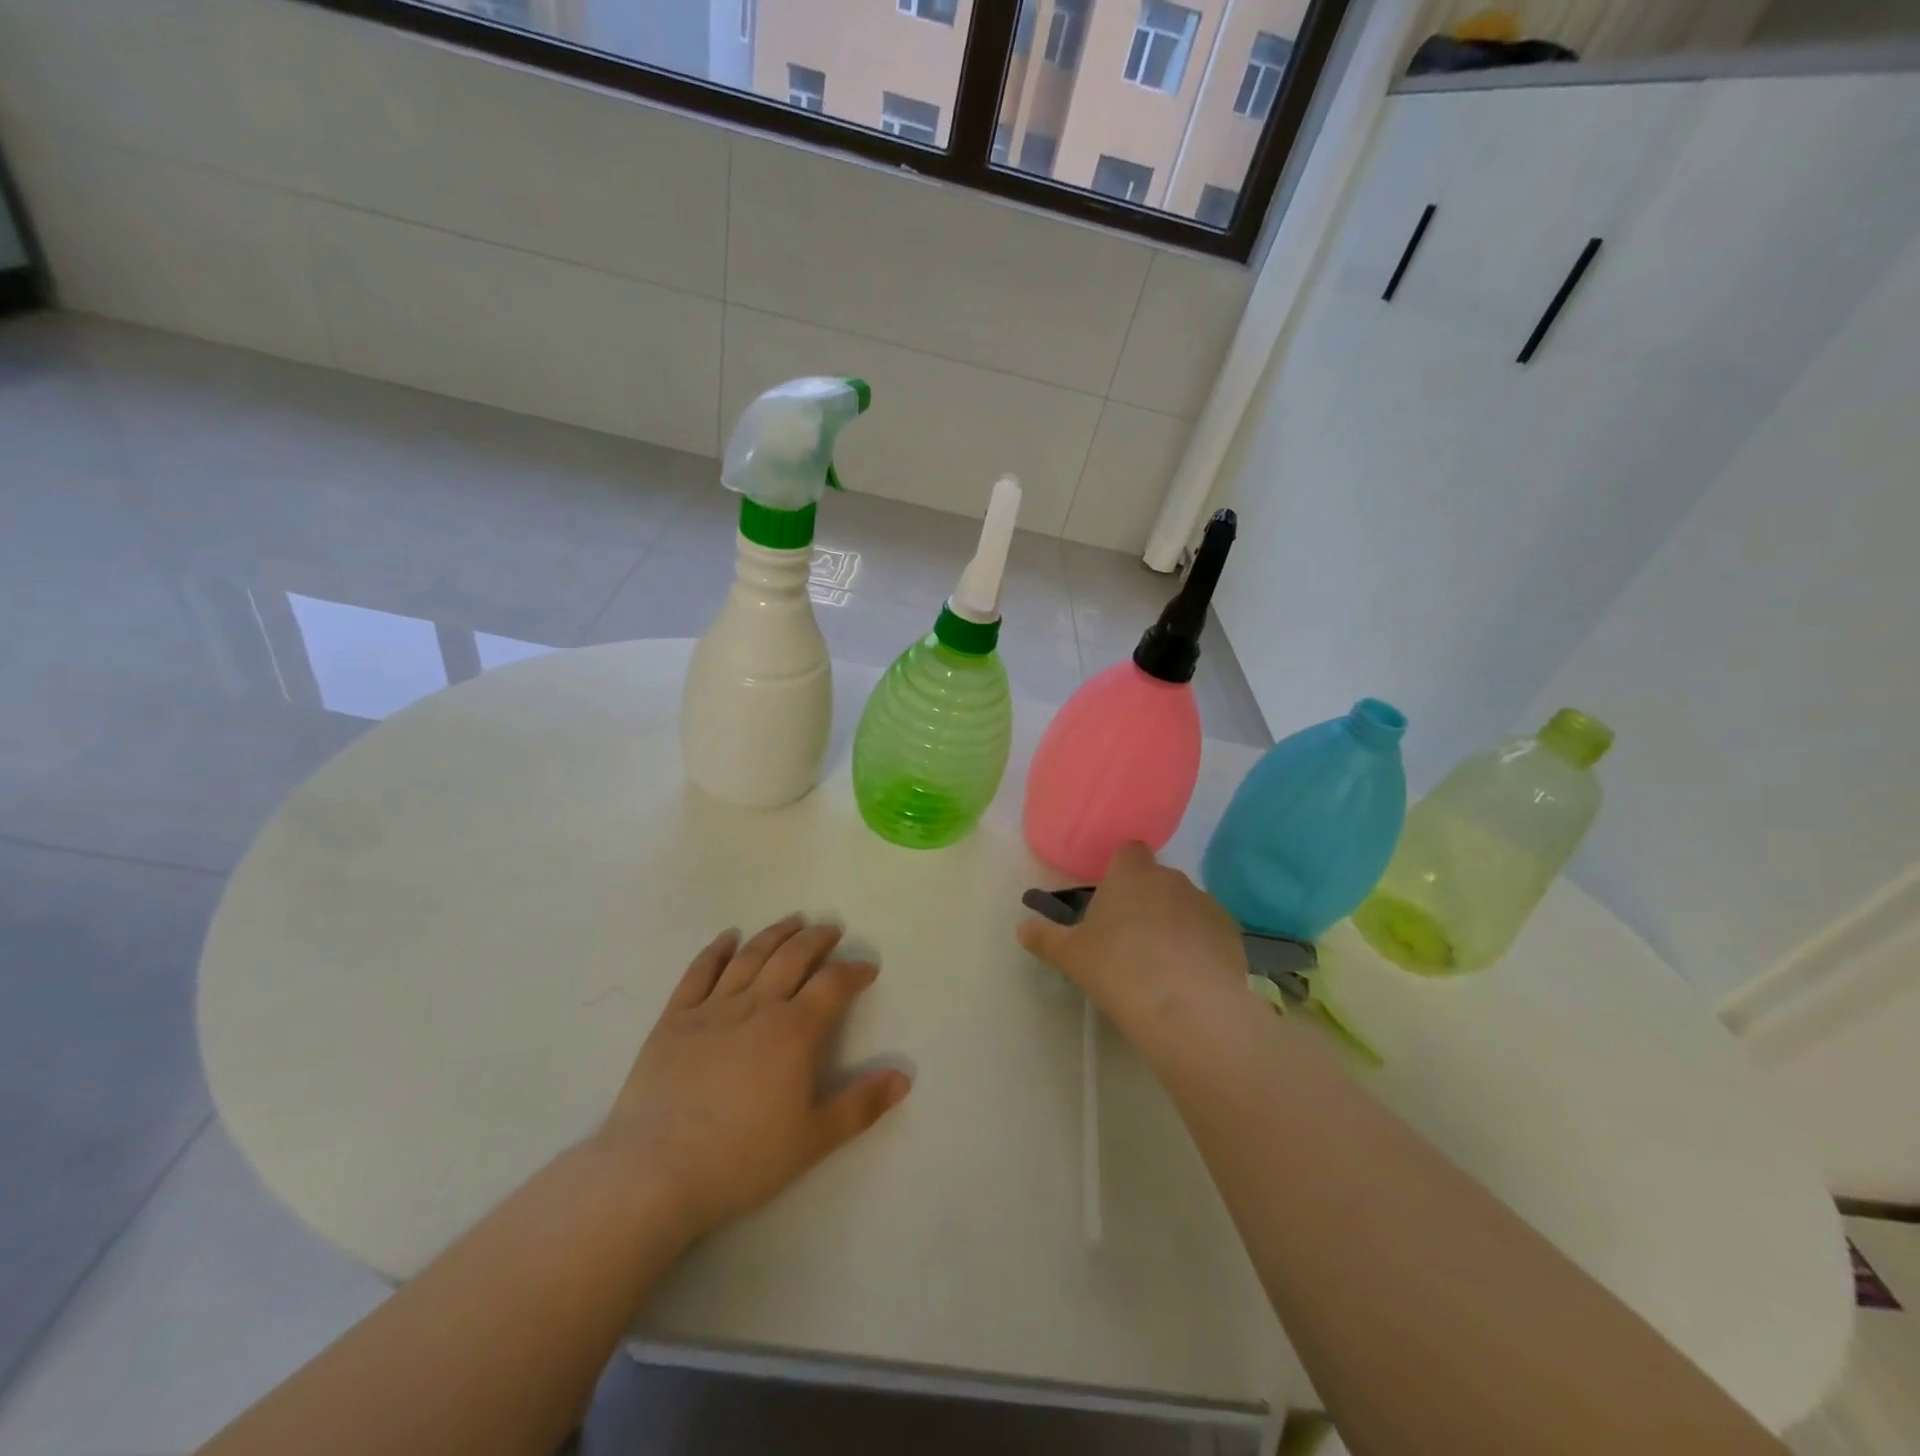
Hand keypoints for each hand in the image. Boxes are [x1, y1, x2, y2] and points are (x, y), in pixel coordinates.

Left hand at [589, 916, 910, 1244]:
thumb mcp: (813, 1140)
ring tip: (793, 921)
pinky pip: (698, 972)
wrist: (654, 1172)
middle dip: (816, 940)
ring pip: (750, 956)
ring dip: (775, 934)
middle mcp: (757, 1006)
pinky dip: (715, 950)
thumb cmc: (741, 1159)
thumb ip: (861, 1105)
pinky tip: (727, 937)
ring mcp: (712, 1008)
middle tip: (831, 930)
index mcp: (794, 1031)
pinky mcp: (674, 1019)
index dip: (853, 971)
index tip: (866, 968)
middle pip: (792, 958)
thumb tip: (904, 1077)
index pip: (832, 985)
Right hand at [1017, 842, 1249, 1045]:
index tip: (1111, 899)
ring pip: (1184, 904)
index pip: (1129, 851)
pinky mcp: (1231, 932)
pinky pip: (1208, 931)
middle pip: (1156, 879)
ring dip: (1174, 923)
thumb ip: (1045, 938)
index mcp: (1131, 874)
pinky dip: (1199, 945)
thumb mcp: (1071, 956)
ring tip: (1161, 964)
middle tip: (1128, 939)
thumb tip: (1022, 928)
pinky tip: (1188, 977)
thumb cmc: (1119, 969)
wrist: (1188, 1007)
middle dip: (1145, 900)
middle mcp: (1171, 878)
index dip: (1120, 870)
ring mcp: (1206, 903)